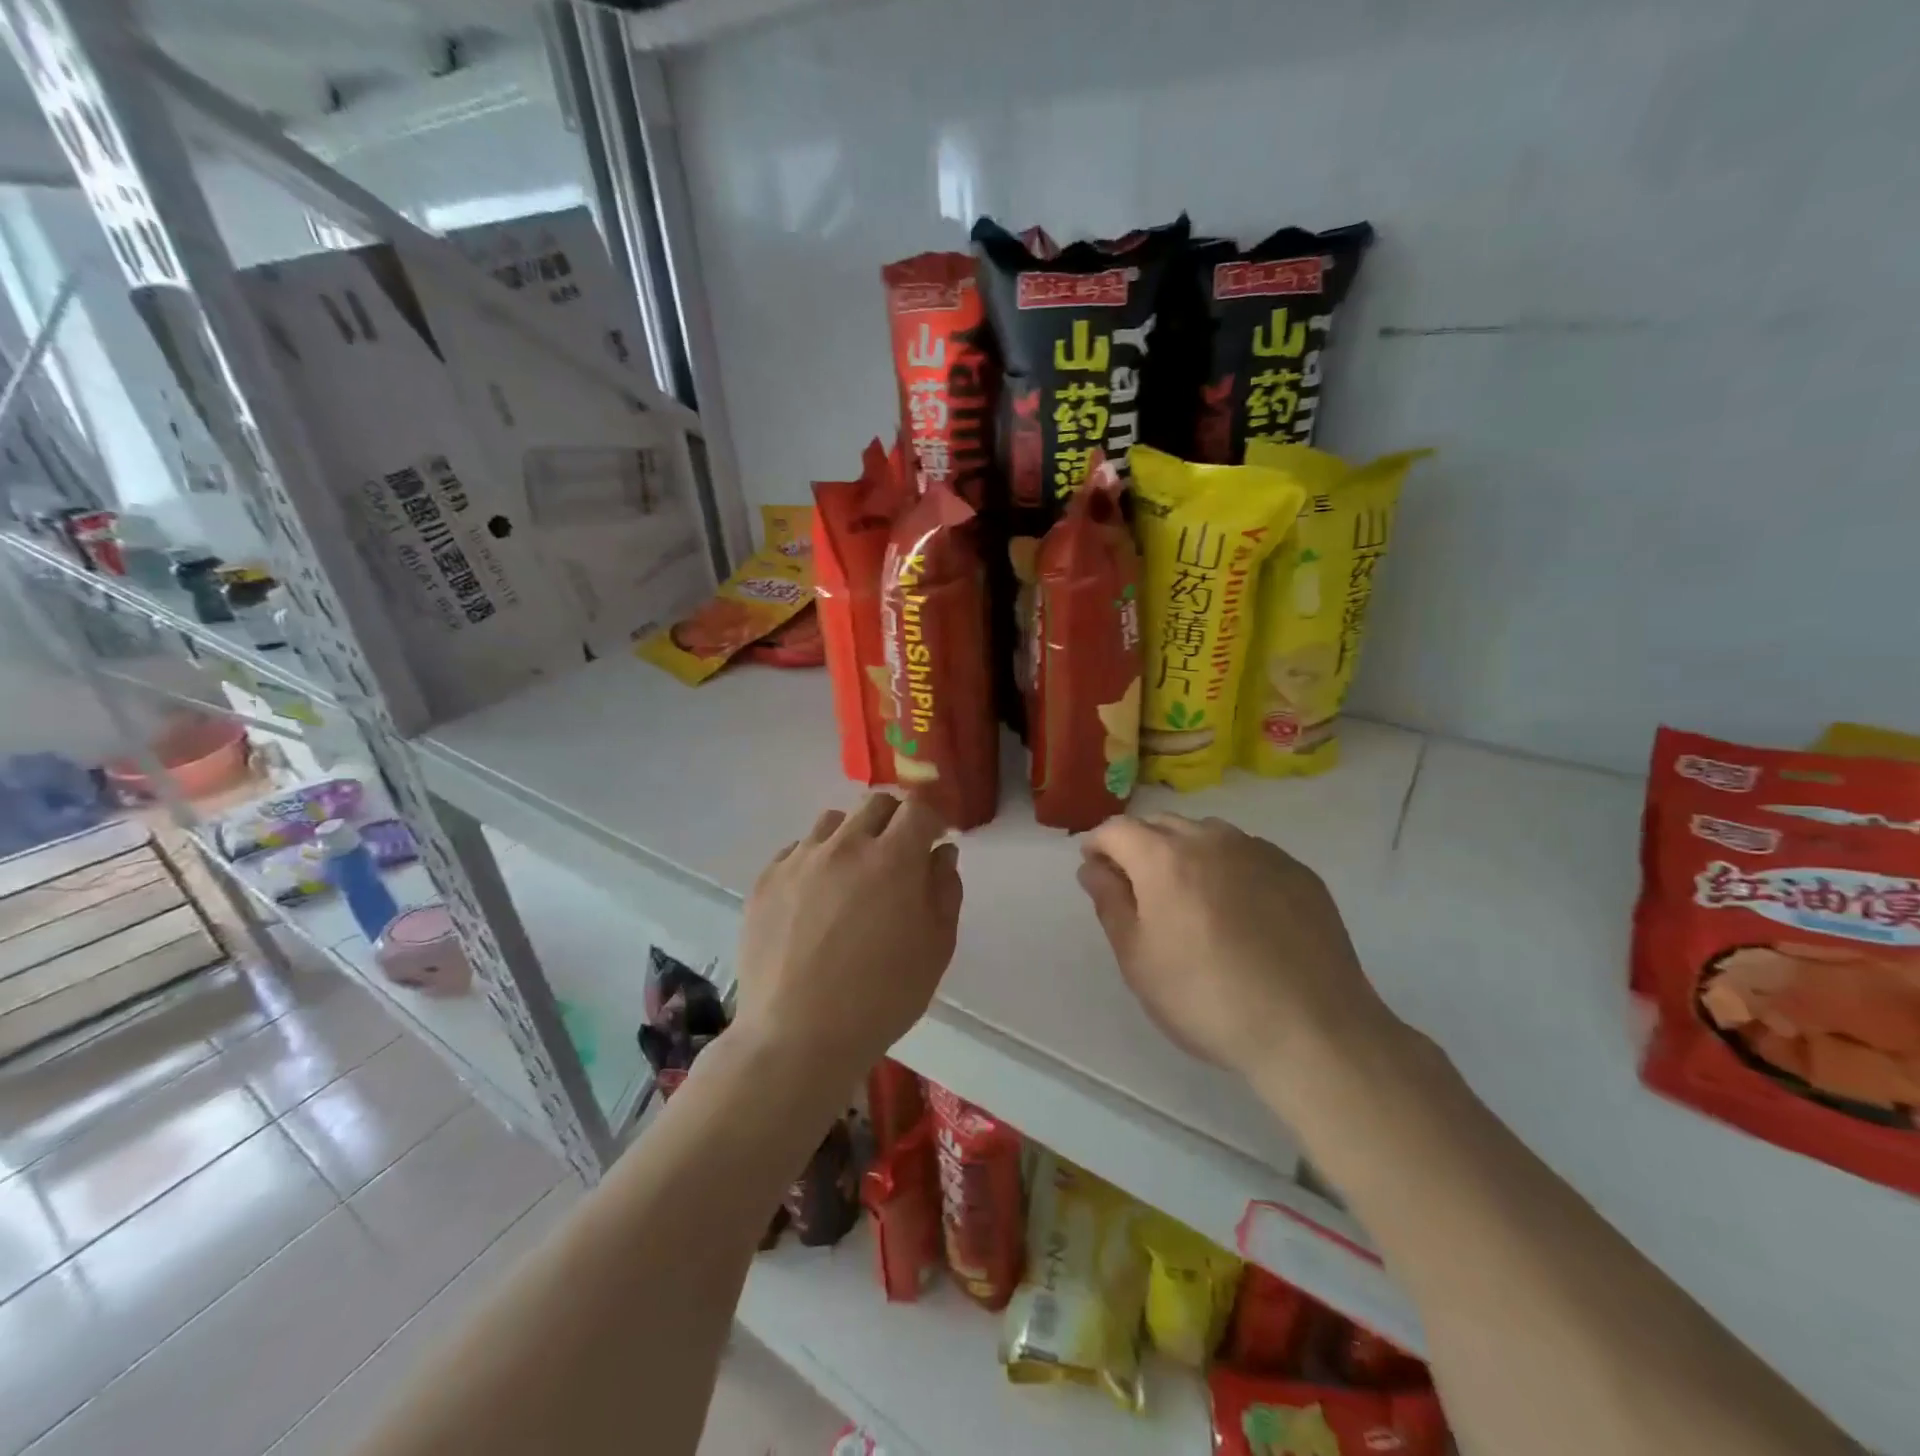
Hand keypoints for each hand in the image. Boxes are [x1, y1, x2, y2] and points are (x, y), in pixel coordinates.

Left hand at [735, 793, 961, 1075]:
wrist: (797, 1037)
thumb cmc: (881, 998)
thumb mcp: (936, 949)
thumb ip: (945, 891)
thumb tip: (940, 852)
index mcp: (893, 859)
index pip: (918, 808)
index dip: (933, 817)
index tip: (937, 834)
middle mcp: (845, 846)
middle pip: (875, 803)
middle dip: (896, 819)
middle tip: (899, 853)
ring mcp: (799, 860)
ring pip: (833, 822)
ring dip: (853, 836)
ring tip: (853, 874)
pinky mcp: (765, 881)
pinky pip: (796, 850)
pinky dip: (814, 860)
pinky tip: (815, 898)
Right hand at [1077, 813, 1397, 1084]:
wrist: (1312, 1029)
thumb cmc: (1206, 998)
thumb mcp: (1138, 960)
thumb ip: (1110, 903)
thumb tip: (1093, 868)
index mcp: (1164, 857)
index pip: (1117, 829)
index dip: (1098, 844)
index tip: (1094, 868)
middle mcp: (1211, 839)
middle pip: (1162, 824)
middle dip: (1140, 846)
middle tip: (1138, 888)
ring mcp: (1260, 851)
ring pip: (1207, 835)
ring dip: (1186, 852)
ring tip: (1191, 897)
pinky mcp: (1298, 871)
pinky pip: (1249, 854)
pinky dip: (1229, 867)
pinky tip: (1240, 910)